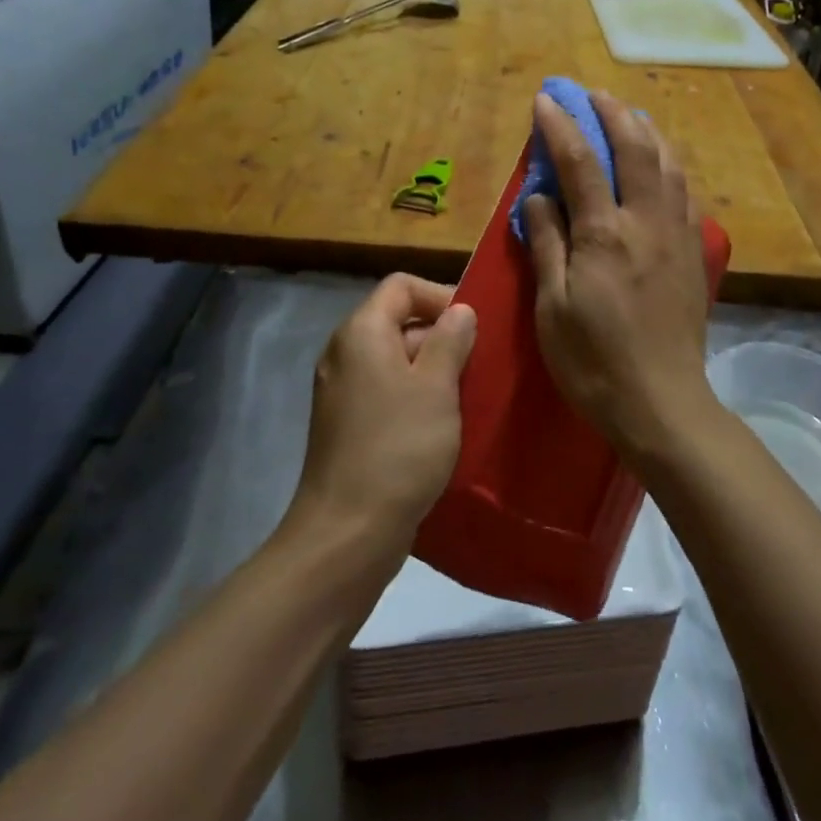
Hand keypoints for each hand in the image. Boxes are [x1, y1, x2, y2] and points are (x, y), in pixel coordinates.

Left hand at [291, 274, 475, 569]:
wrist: (347, 533)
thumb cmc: (398, 448)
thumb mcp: (437, 386)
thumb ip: (451, 340)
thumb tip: (460, 311)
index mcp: (361, 332)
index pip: (402, 286)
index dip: (440, 296)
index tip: (473, 327)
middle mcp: (345, 353)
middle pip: (398, 321)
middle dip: (442, 336)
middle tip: (478, 366)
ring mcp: (342, 391)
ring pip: (396, 360)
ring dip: (433, 371)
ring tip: (468, 396)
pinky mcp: (347, 424)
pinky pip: (386, 392)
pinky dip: (415, 398)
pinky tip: (442, 425)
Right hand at [523, 91, 718, 462]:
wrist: (663, 405)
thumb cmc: (594, 362)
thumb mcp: (553, 307)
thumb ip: (547, 243)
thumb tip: (538, 194)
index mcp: (605, 234)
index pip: (580, 163)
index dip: (561, 126)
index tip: (546, 98)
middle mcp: (647, 222)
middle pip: (635, 149)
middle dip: (612, 114)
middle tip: (591, 93)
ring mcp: (677, 235)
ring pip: (669, 164)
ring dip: (647, 131)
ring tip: (629, 115)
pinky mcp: (694, 252)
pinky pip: (685, 192)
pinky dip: (670, 164)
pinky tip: (662, 164)